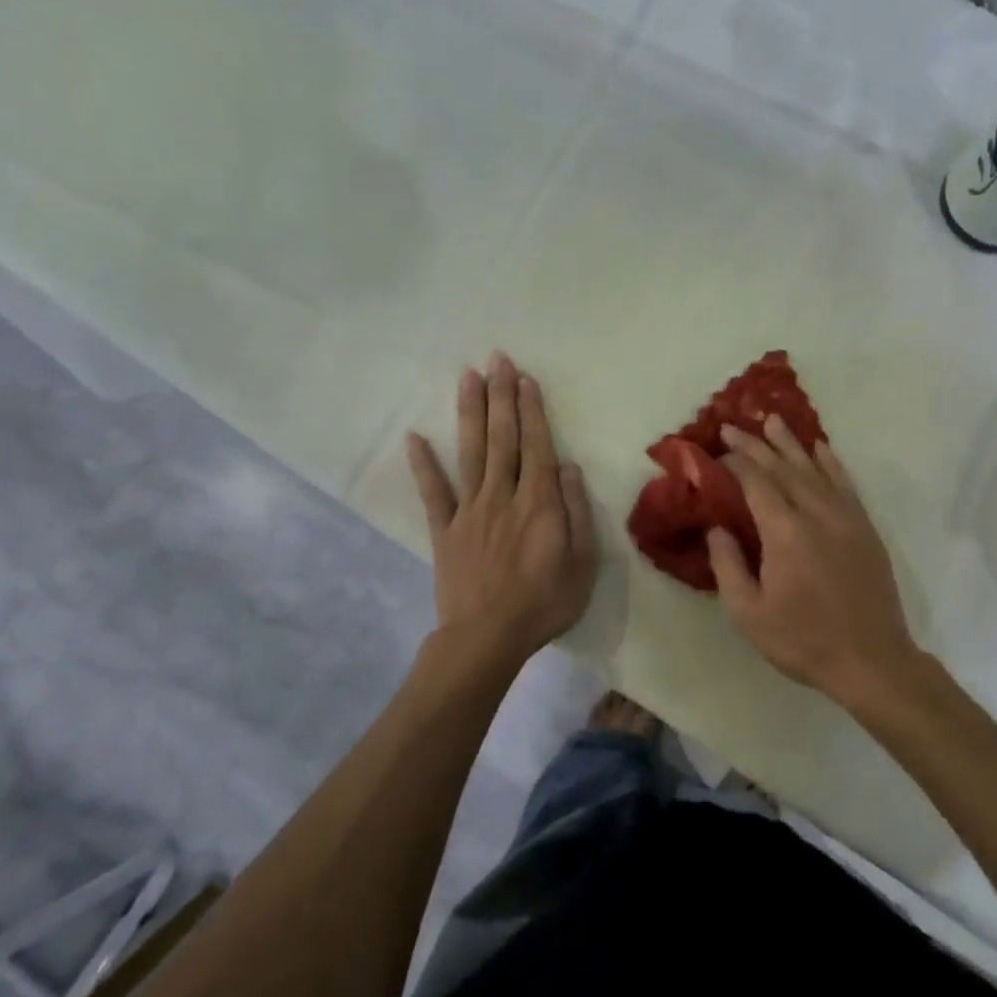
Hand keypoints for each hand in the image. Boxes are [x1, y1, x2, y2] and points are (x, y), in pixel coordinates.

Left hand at [406, 353, 597, 665]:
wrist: (488, 638)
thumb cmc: (544, 602)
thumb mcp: (582, 562)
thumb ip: (576, 512)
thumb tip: (567, 467)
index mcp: (538, 503)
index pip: (535, 445)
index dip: (531, 409)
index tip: (524, 377)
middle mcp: (502, 495)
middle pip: (502, 438)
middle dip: (500, 396)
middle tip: (496, 358)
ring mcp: (469, 510)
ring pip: (471, 453)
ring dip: (470, 413)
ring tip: (466, 376)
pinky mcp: (445, 530)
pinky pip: (433, 493)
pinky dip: (423, 465)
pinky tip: (414, 437)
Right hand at [707, 418, 932, 713]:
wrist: (872, 661)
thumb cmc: (803, 640)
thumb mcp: (748, 614)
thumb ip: (728, 565)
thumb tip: (718, 527)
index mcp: (785, 533)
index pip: (757, 483)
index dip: (736, 462)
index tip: (717, 448)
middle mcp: (817, 514)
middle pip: (784, 468)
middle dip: (756, 445)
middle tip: (733, 426)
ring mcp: (846, 518)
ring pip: (815, 469)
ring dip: (792, 443)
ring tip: (773, 421)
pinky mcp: (865, 528)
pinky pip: (846, 484)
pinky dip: (831, 462)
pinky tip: (821, 448)